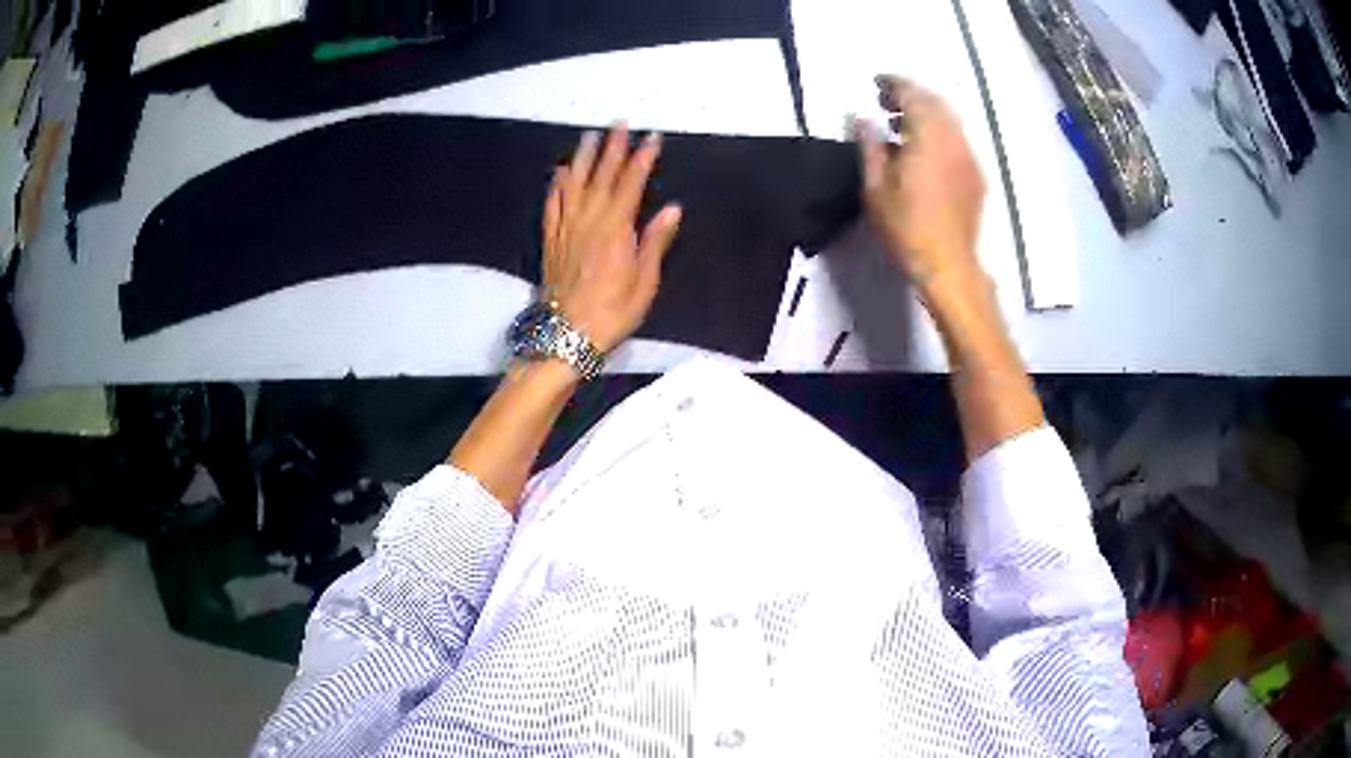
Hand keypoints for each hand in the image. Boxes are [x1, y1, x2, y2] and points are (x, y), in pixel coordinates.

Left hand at [542, 124, 682, 353]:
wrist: (566, 335)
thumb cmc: (612, 312)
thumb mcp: (644, 283)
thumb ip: (655, 242)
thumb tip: (672, 209)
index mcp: (616, 229)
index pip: (631, 184)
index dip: (642, 159)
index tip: (651, 137)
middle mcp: (589, 221)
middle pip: (601, 176)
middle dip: (612, 148)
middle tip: (619, 123)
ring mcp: (566, 229)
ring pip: (574, 184)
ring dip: (583, 158)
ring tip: (590, 136)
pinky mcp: (551, 240)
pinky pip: (552, 205)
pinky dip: (557, 186)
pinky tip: (560, 173)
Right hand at [855, 76, 985, 298]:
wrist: (948, 264)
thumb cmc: (907, 226)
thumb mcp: (876, 186)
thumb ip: (870, 145)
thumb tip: (863, 117)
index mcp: (928, 137)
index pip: (913, 95)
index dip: (894, 84)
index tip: (876, 82)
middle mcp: (954, 139)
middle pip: (935, 102)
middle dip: (911, 94)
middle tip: (886, 100)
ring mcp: (969, 157)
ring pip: (950, 120)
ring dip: (926, 112)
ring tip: (902, 123)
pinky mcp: (976, 174)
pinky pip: (957, 139)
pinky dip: (939, 131)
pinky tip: (924, 148)